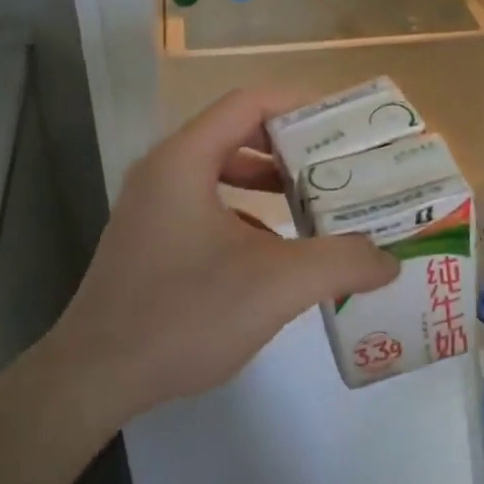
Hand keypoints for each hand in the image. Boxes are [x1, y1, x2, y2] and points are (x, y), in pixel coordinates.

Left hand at [47, 88, 398, 427]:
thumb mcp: (277, 285)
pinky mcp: (150, 241)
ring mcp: (152, 207)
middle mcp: (164, 171)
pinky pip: (208, 206)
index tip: (344, 126)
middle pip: (238, 133)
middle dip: (292, 148)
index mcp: (185, 159)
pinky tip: (276, 251)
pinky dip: (247, 215)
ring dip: (270, 183)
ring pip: (222, 173)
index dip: (300, 105)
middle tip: (339, 166)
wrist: (94, 380)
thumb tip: (389, 260)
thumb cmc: (184, 314)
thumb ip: (341, 263)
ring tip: (316, 205)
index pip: (250, 103)